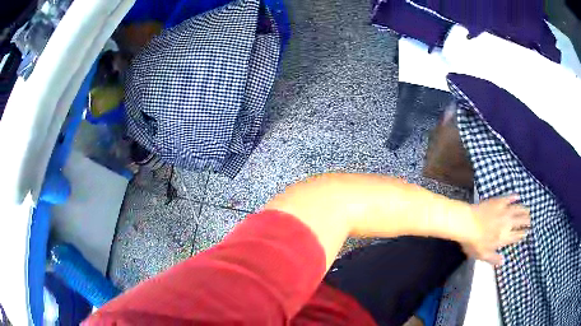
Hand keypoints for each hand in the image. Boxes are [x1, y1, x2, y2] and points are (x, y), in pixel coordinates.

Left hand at [461, 195, 529, 264]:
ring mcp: (503, 211)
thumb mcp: (483, 255)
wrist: (467, 223)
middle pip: (520, 221)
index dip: (522, 234)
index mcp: (504, 237)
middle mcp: (507, 223)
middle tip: (531, 220)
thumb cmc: (474, 242)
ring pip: (517, 209)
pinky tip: (518, 196)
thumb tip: (503, 262)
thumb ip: (494, 258)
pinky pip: (508, 198)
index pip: (517, 236)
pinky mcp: (498, 201)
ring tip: (529, 209)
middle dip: (527, 221)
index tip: (527, 232)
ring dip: (524, 209)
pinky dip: (514, 197)